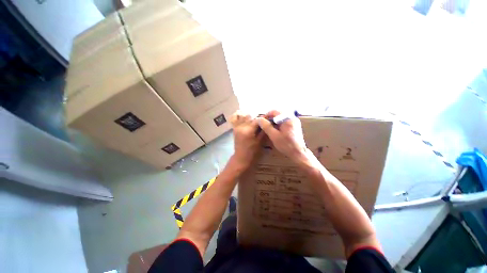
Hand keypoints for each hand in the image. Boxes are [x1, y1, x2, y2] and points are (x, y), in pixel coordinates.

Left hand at [230, 111, 262, 170]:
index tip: (268, 118)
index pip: (257, 120)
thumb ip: (263, 131)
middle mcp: (241, 126)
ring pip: (243, 116)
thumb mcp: (260, 141)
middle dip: (257, 117)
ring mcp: (237, 127)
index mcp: (248, 130)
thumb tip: (267, 122)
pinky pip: (235, 119)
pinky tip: (244, 117)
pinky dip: (239, 116)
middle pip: (250, 117)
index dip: (263, 118)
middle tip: (262, 120)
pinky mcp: (234, 128)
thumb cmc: (252, 151)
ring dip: (249, 117)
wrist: (241, 157)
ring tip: (254, 120)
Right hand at [256, 110, 307, 162]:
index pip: (274, 111)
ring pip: (280, 118)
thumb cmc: (286, 145)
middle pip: (278, 114)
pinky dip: (278, 124)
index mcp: (288, 118)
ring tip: (268, 128)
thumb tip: (259, 119)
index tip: (261, 121)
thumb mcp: (274, 136)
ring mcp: (294, 121)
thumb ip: (266, 126)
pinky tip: (275, 130)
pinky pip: (284, 121)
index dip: (266, 115)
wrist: (299, 153)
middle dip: (269, 119)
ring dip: (273, 121)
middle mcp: (292, 117)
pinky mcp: (294, 125)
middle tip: (264, 125)